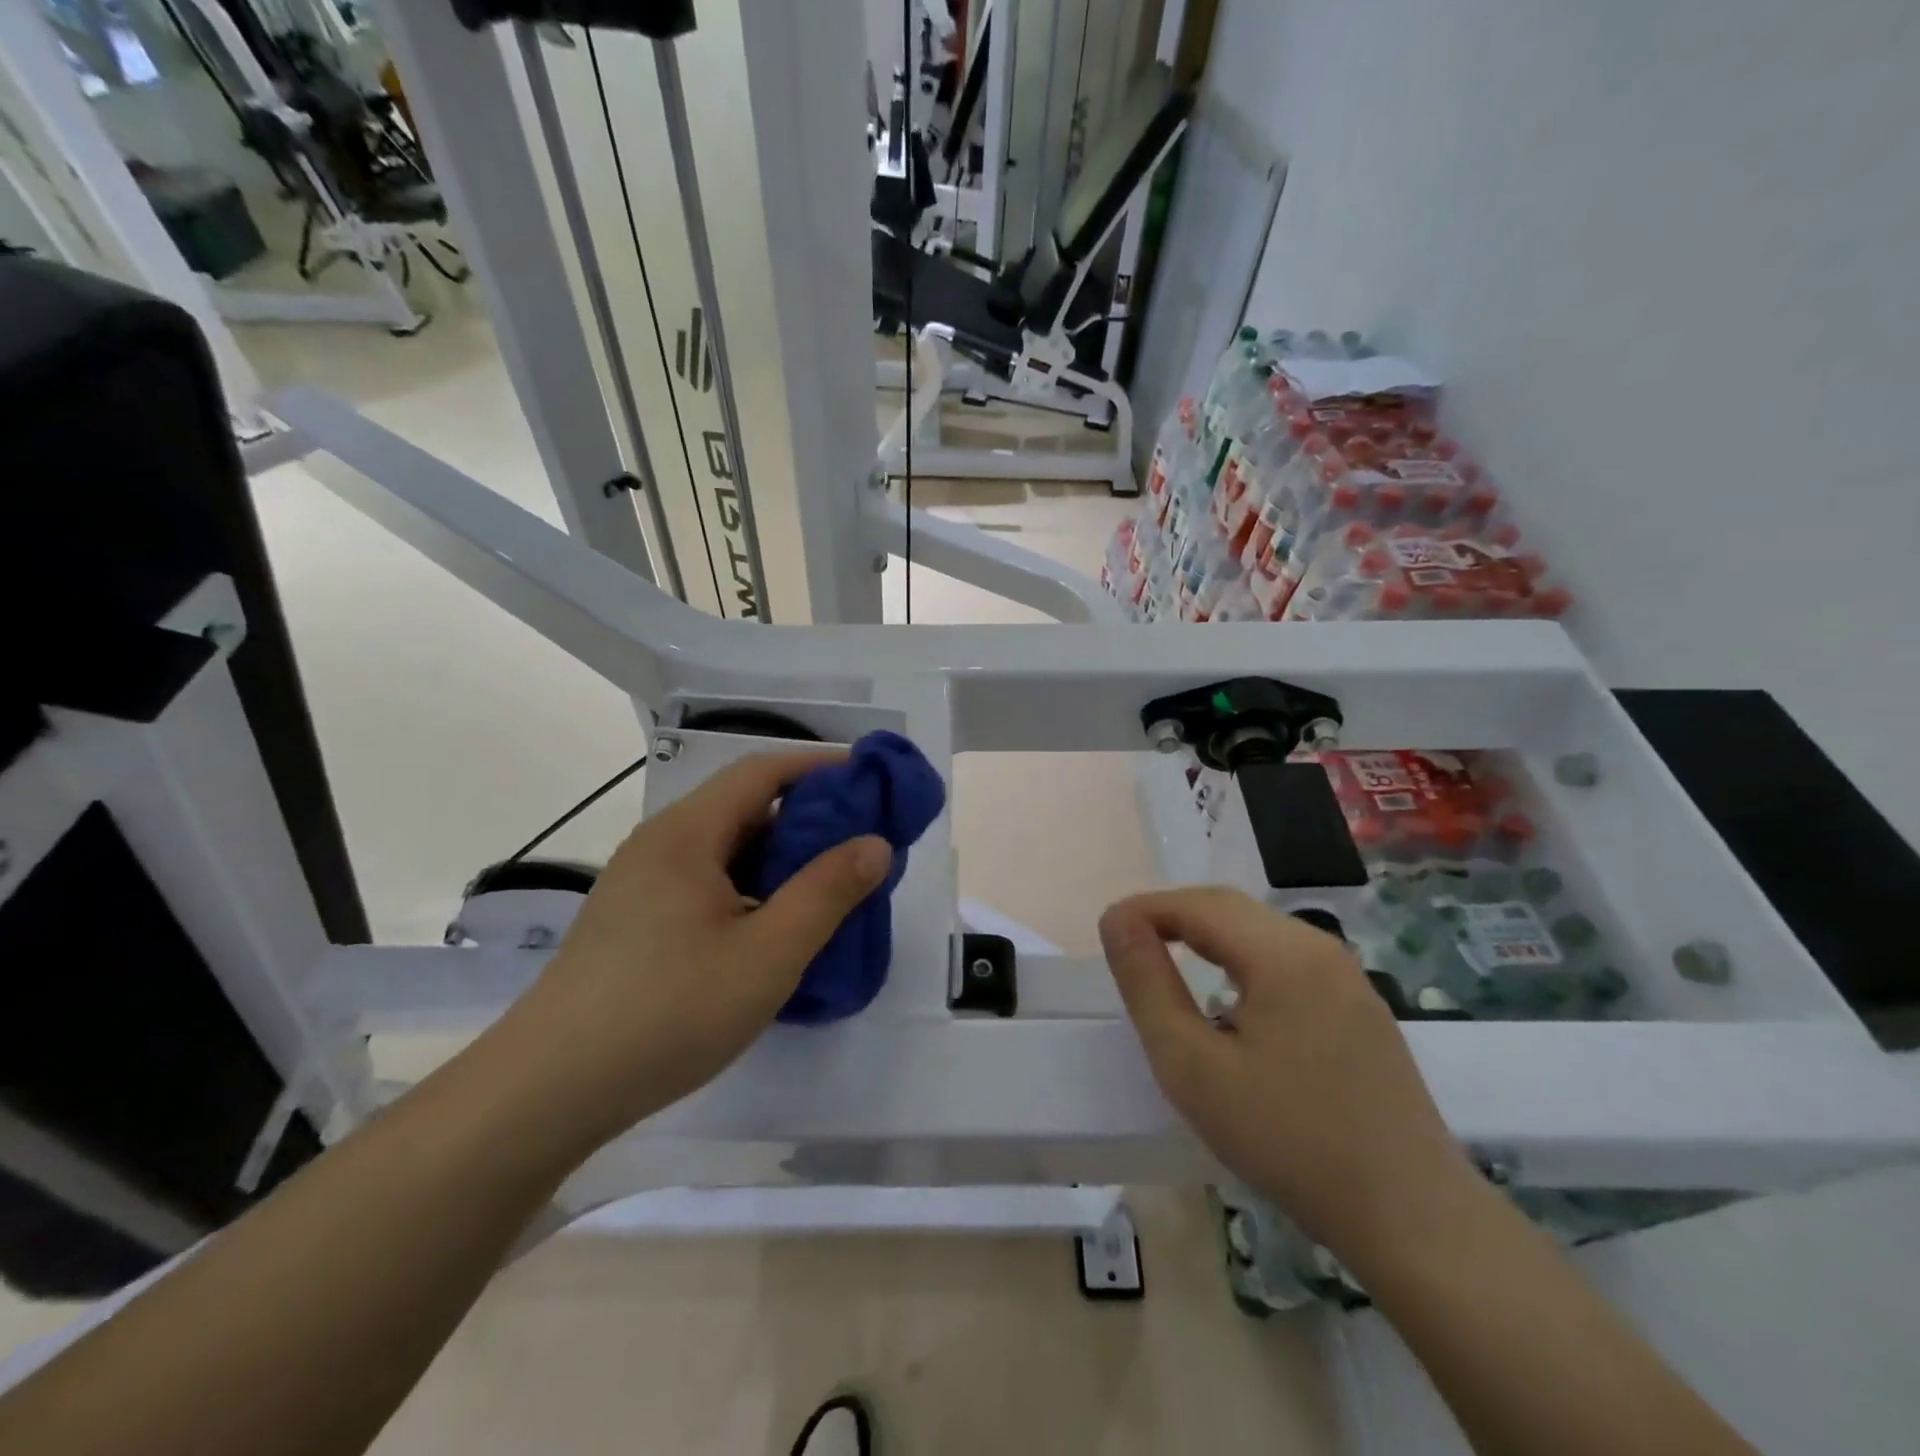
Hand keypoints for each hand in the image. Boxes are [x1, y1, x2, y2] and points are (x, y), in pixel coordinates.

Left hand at [506, 750, 890, 1150]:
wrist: (546, 1093)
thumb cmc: (668, 1011)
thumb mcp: (767, 954)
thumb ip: (827, 893)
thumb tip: (875, 843)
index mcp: (687, 833)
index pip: (763, 771)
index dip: (821, 767)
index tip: (872, 783)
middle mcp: (660, 844)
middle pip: (744, 807)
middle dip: (808, 817)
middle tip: (861, 846)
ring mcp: (641, 885)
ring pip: (726, 850)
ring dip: (780, 858)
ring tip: (827, 890)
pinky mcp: (633, 922)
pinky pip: (706, 883)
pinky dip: (751, 888)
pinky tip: (771, 931)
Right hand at [1098, 887, 1480, 1273]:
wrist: (1412, 1219)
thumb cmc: (1289, 1140)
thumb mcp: (1193, 1066)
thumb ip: (1148, 985)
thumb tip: (1117, 922)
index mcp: (1283, 954)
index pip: (1198, 904)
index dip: (1145, 909)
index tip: (1106, 932)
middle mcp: (1319, 948)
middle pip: (1231, 909)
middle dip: (1172, 916)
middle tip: (1128, 946)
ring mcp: (1347, 976)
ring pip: (1259, 931)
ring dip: (1206, 935)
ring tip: (1167, 963)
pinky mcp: (1359, 1005)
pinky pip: (1286, 958)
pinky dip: (1241, 959)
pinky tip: (1227, 997)